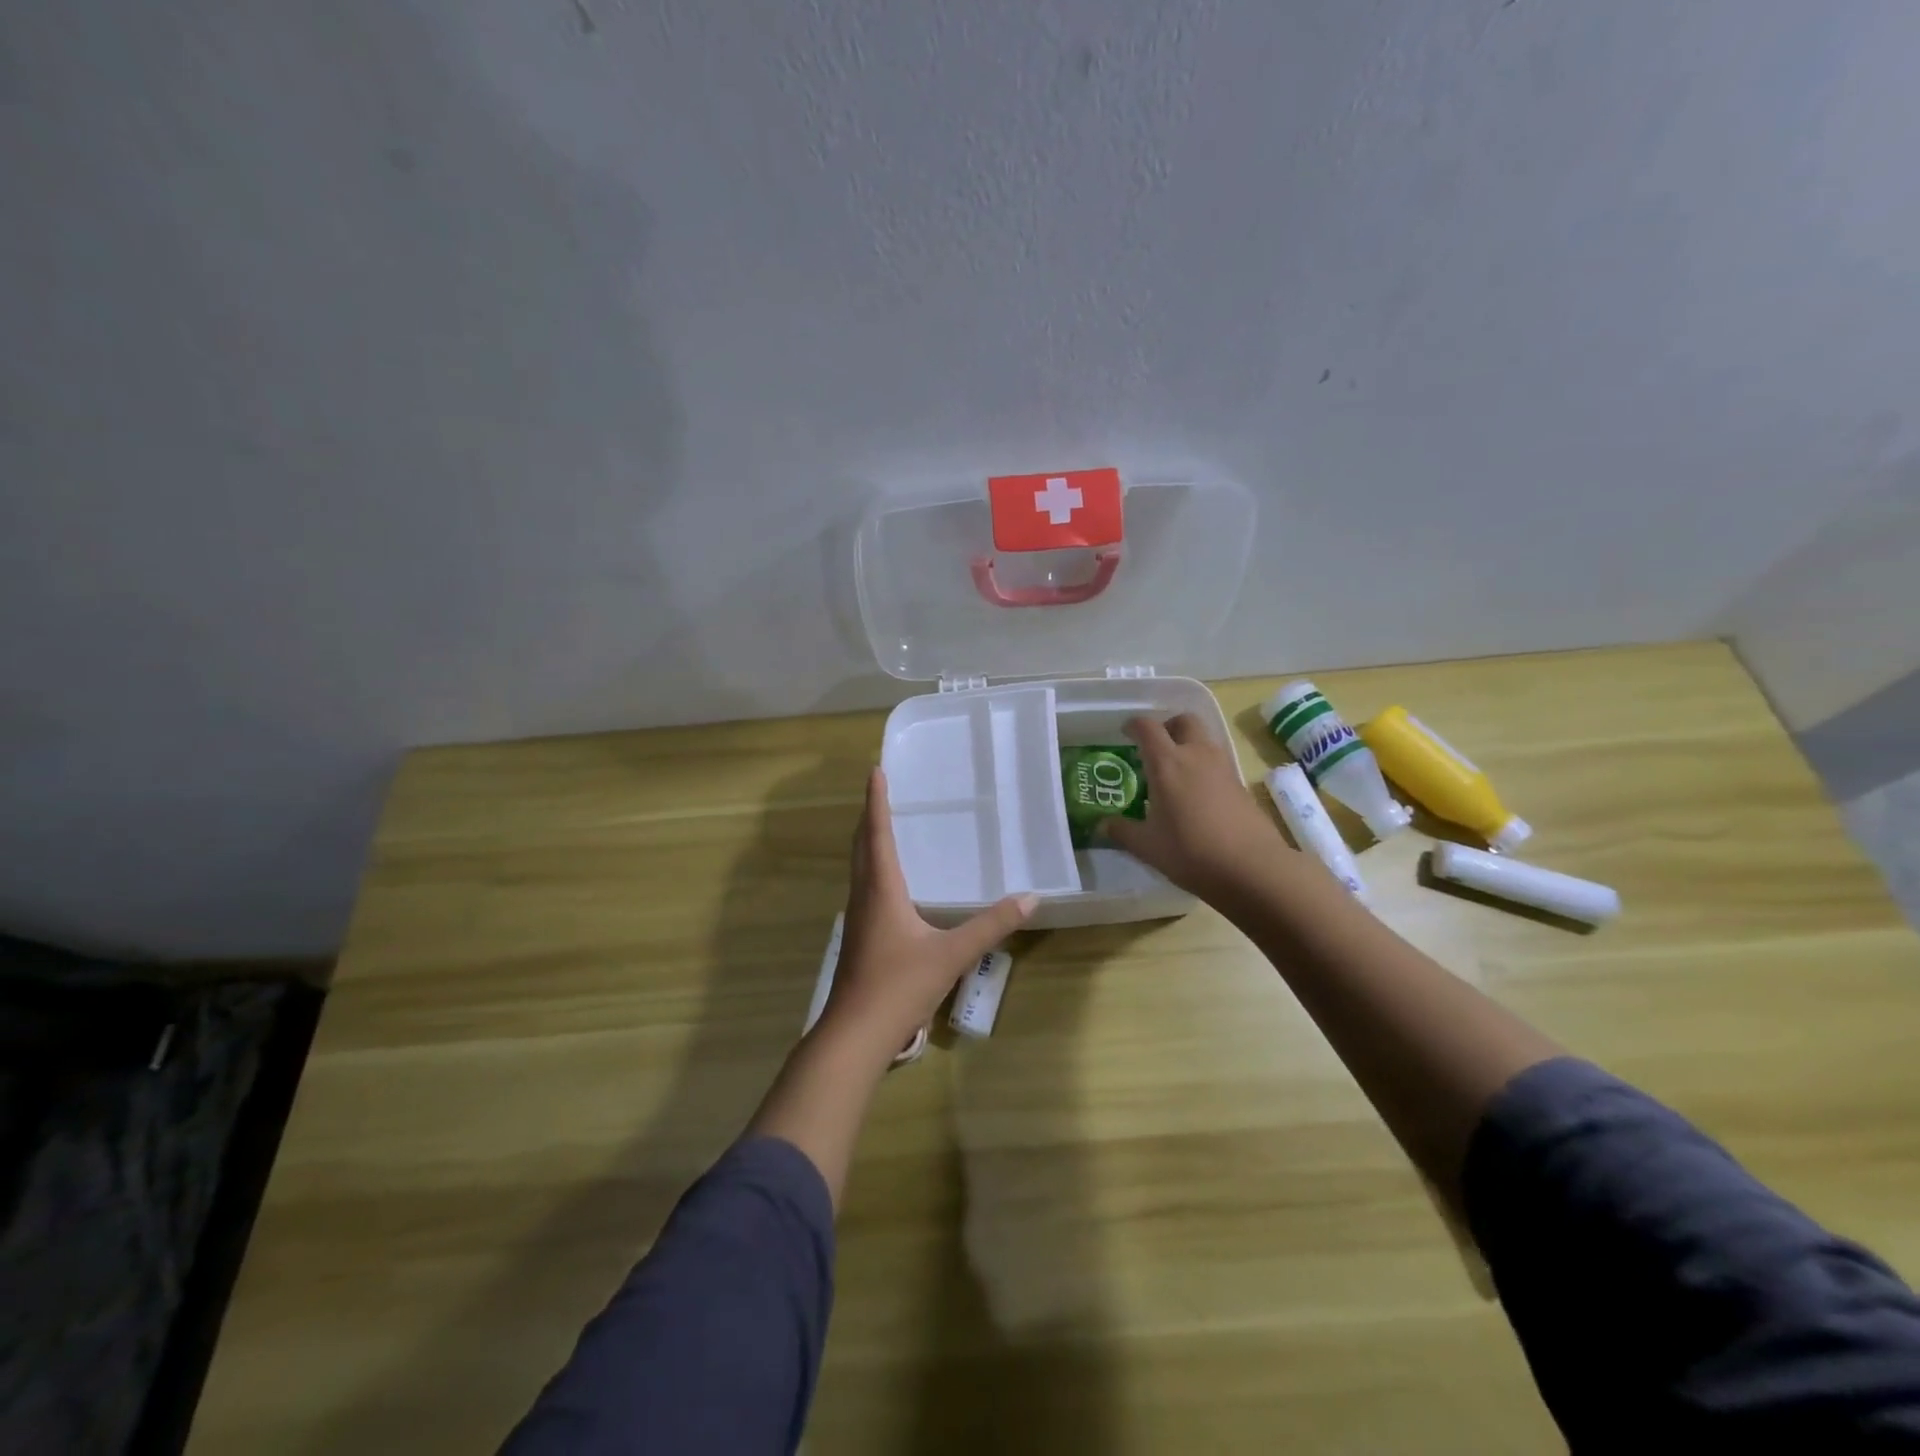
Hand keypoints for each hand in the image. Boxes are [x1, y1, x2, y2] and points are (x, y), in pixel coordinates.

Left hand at [820, 769, 1035, 1059]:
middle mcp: (864, 895)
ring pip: (859, 866)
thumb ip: (991, 926)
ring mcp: (857, 916)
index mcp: (882, 889)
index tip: (875, 770)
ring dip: (868, 840)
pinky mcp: (858, 935)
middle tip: (879, 789)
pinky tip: (887, 880)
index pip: (878, 833)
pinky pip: (863, 885)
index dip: (876, 801)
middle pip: (862, 844)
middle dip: (869, 815)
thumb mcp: (952, 954)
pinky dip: (871, 865)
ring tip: (881, 824)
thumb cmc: (900, 986)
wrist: (856, 1033)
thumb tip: (1030, 898)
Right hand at [1100, 715, 1289, 900]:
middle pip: (1184, 721)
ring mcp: (1223, 768)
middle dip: (1168, 726)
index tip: (1125, 732)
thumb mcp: (1147, 846)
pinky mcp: (1241, 784)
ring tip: (1175, 771)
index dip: (1134, 725)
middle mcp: (1196, 755)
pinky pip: (1218, 762)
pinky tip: (1197, 794)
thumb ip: (1122, 831)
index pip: (1148, 727)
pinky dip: (1204, 766)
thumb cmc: (1190, 851)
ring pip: (1204, 739)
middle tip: (1155, 746)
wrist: (1252, 868)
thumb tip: (1102, 824)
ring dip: (1189, 744)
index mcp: (1167, 763)